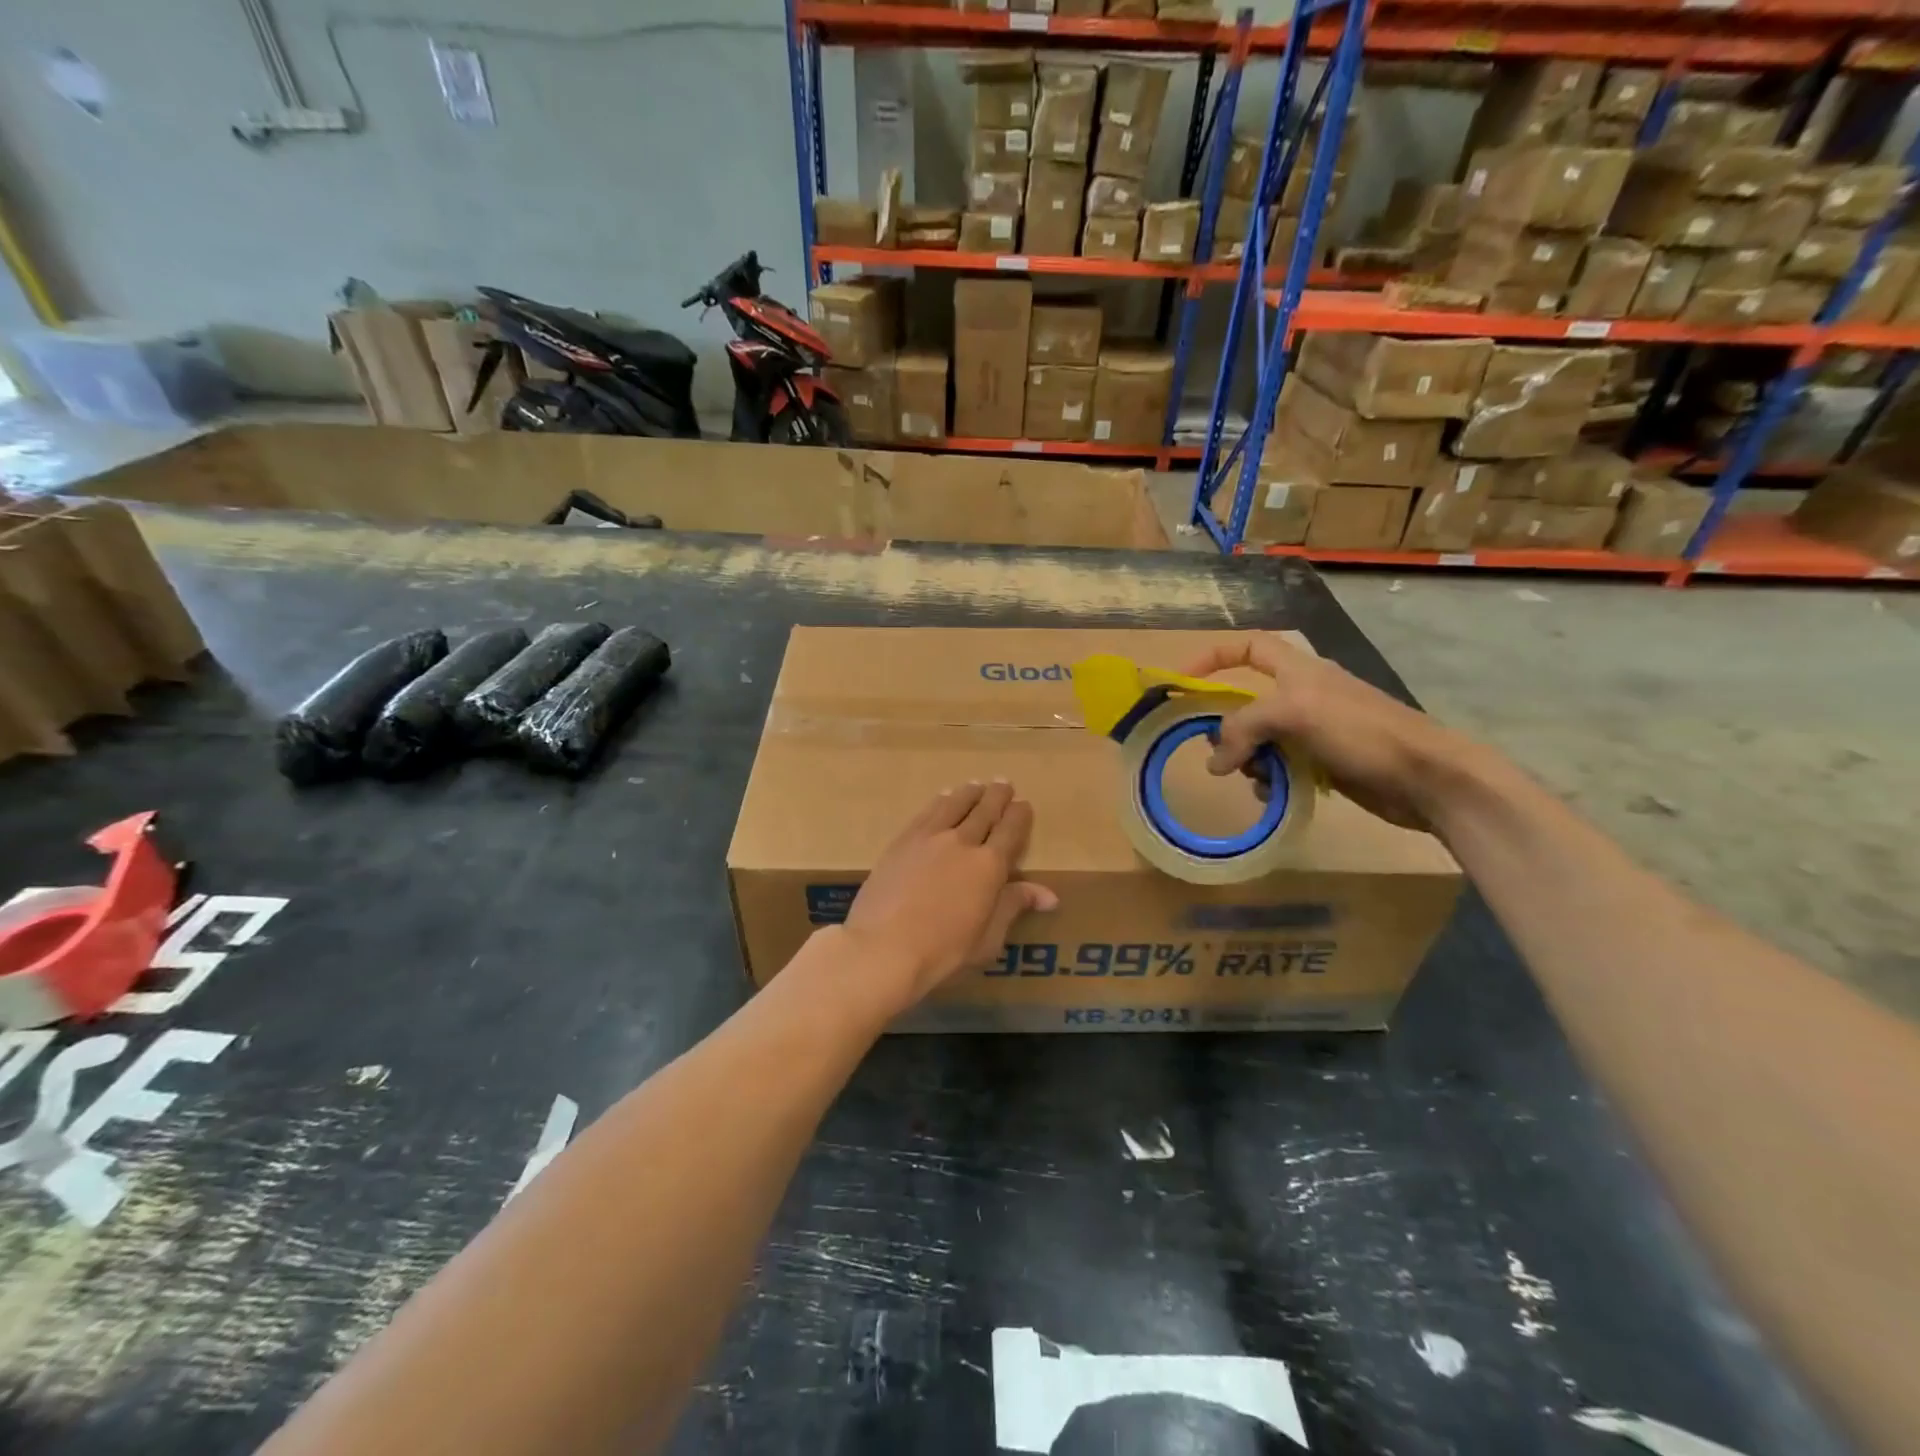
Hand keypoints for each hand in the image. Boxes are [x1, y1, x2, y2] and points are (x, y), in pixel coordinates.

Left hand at [840, 782, 1057, 1010]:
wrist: (883, 947)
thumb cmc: (943, 952)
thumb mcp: (988, 938)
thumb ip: (1014, 906)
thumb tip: (1049, 895)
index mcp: (989, 866)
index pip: (1010, 831)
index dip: (1019, 815)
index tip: (1024, 804)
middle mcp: (962, 842)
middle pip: (984, 811)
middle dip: (996, 796)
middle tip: (1003, 783)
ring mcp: (929, 838)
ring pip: (954, 805)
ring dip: (968, 793)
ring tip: (975, 786)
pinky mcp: (902, 841)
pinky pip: (926, 812)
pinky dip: (939, 802)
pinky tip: (942, 799)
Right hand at [1182, 635, 1477, 834]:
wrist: (1425, 777)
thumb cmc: (1361, 731)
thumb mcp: (1294, 714)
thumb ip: (1244, 728)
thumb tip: (1214, 762)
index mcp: (1297, 670)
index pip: (1247, 647)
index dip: (1213, 657)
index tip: (1183, 682)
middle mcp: (1302, 695)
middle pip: (1246, 703)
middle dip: (1228, 727)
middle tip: (1218, 751)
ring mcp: (1313, 731)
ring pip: (1260, 740)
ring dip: (1248, 759)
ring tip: (1254, 777)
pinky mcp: (1323, 762)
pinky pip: (1280, 767)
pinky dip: (1270, 780)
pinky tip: (1274, 794)